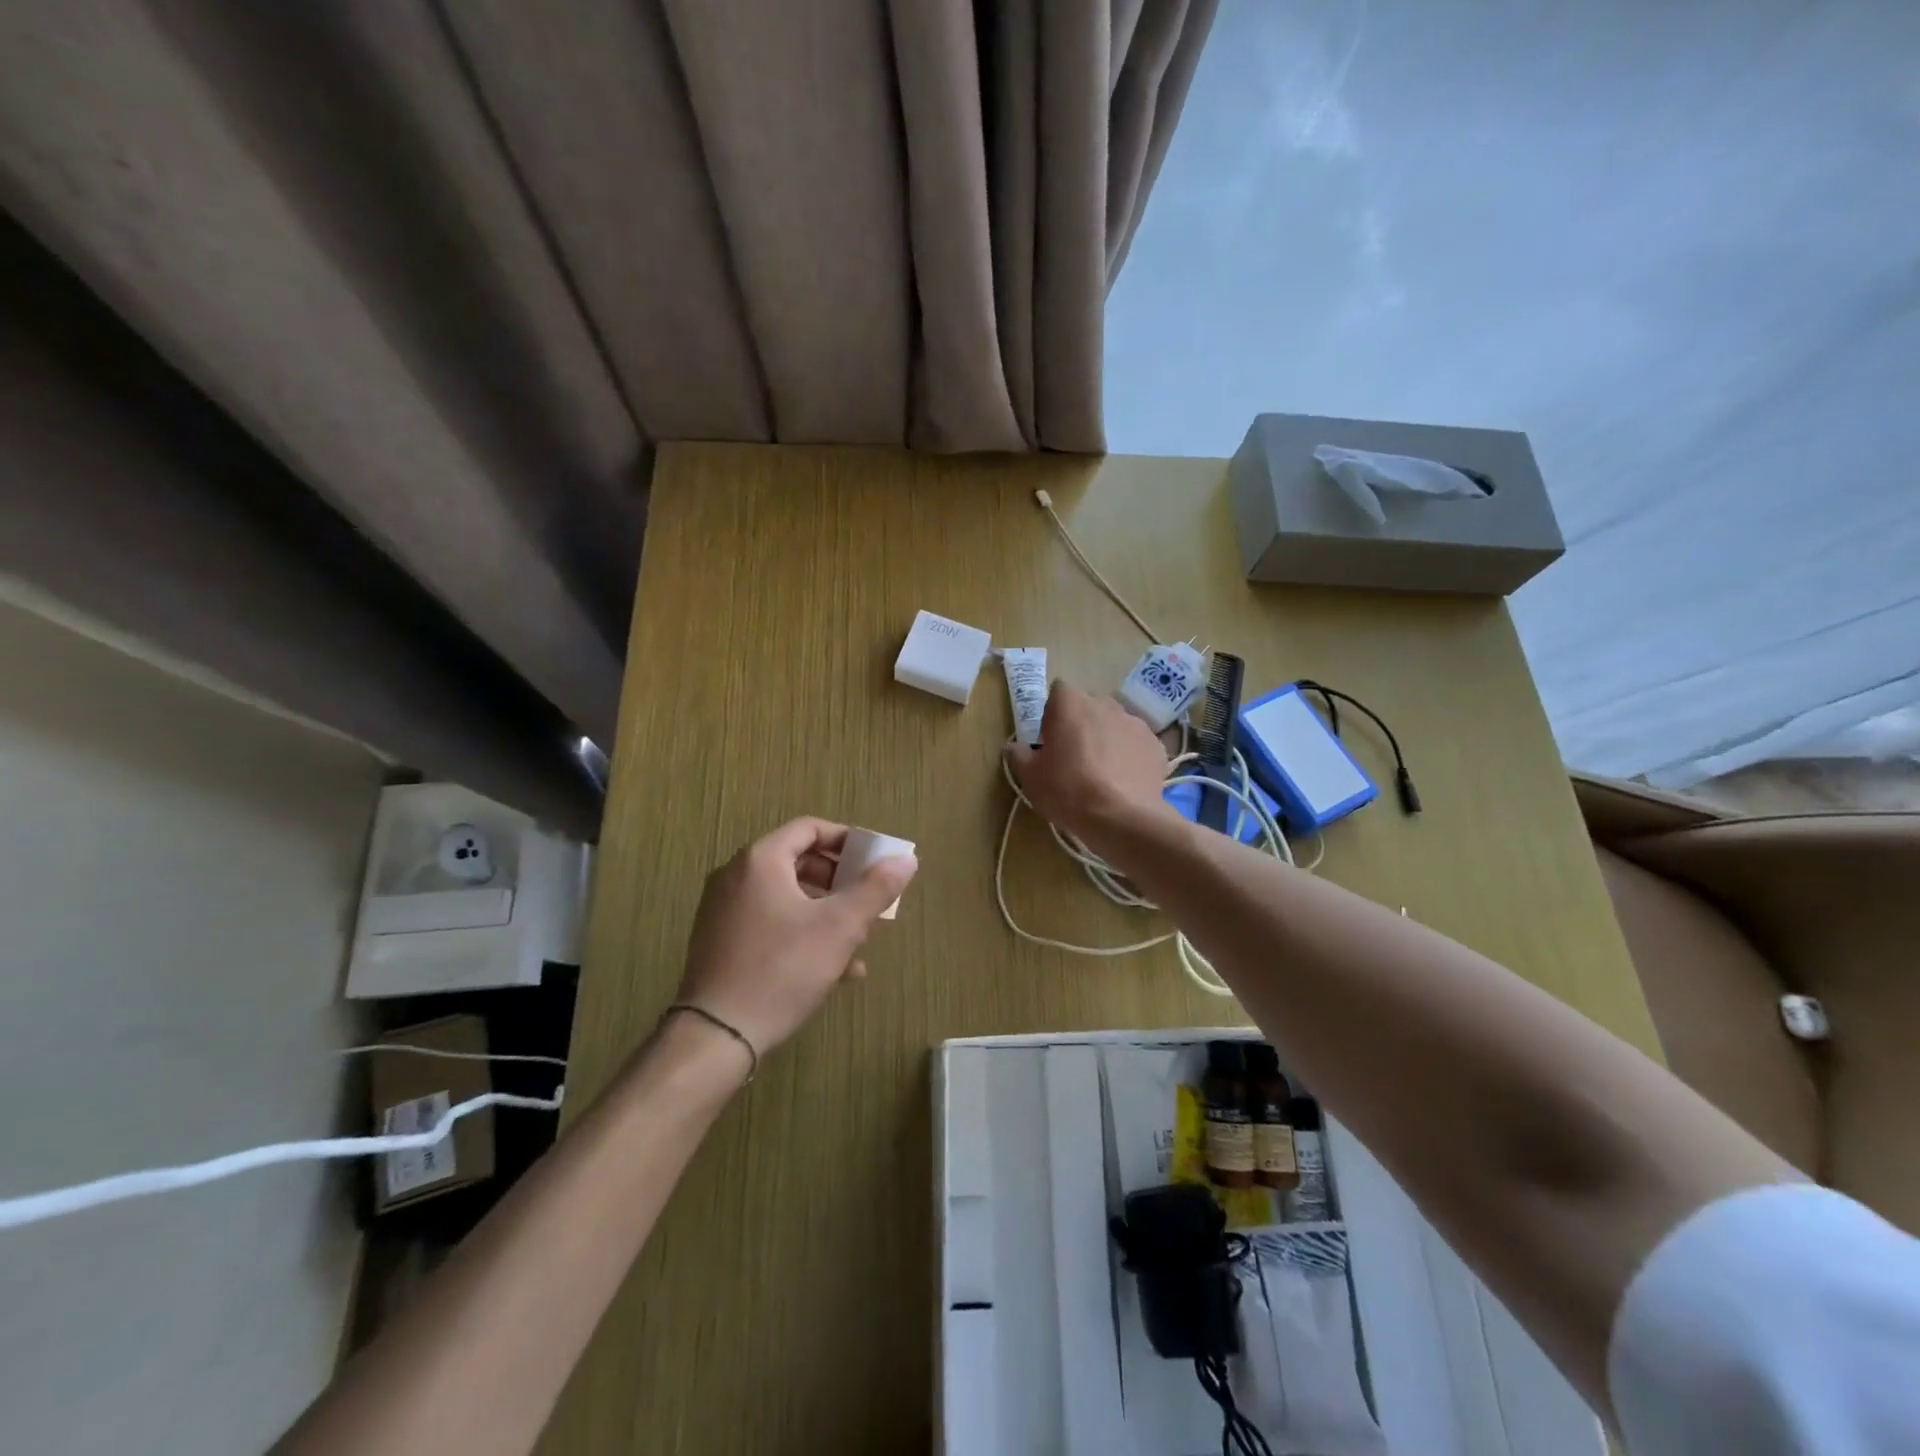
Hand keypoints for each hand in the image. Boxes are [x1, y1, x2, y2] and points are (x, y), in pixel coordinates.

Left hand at [675, 817, 917, 1061]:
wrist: (716, 1035)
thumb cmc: (783, 969)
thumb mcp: (839, 927)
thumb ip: (875, 888)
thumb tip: (906, 859)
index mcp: (761, 860)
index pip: (810, 828)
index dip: (847, 840)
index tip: (874, 861)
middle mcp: (735, 876)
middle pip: (798, 862)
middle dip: (839, 881)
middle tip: (868, 901)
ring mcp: (723, 910)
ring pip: (786, 897)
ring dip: (825, 912)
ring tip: (857, 941)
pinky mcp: (720, 942)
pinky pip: (769, 923)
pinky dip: (801, 933)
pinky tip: (834, 971)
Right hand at [1005, 682, 1172, 852]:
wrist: (1122, 818)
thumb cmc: (1068, 790)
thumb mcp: (1031, 777)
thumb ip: (1019, 755)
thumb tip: (1015, 747)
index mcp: (1070, 703)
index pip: (1058, 691)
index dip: (1052, 713)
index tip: (1050, 738)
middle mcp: (1105, 703)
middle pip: (1088, 705)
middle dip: (1081, 723)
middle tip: (1073, 755)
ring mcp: (1135, 722)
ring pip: (1114, 723)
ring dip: (1106, 738)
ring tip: (1102, 772)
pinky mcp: (1156, 745)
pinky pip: (1136, 744)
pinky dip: (1130, 756)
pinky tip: (1124, 781)